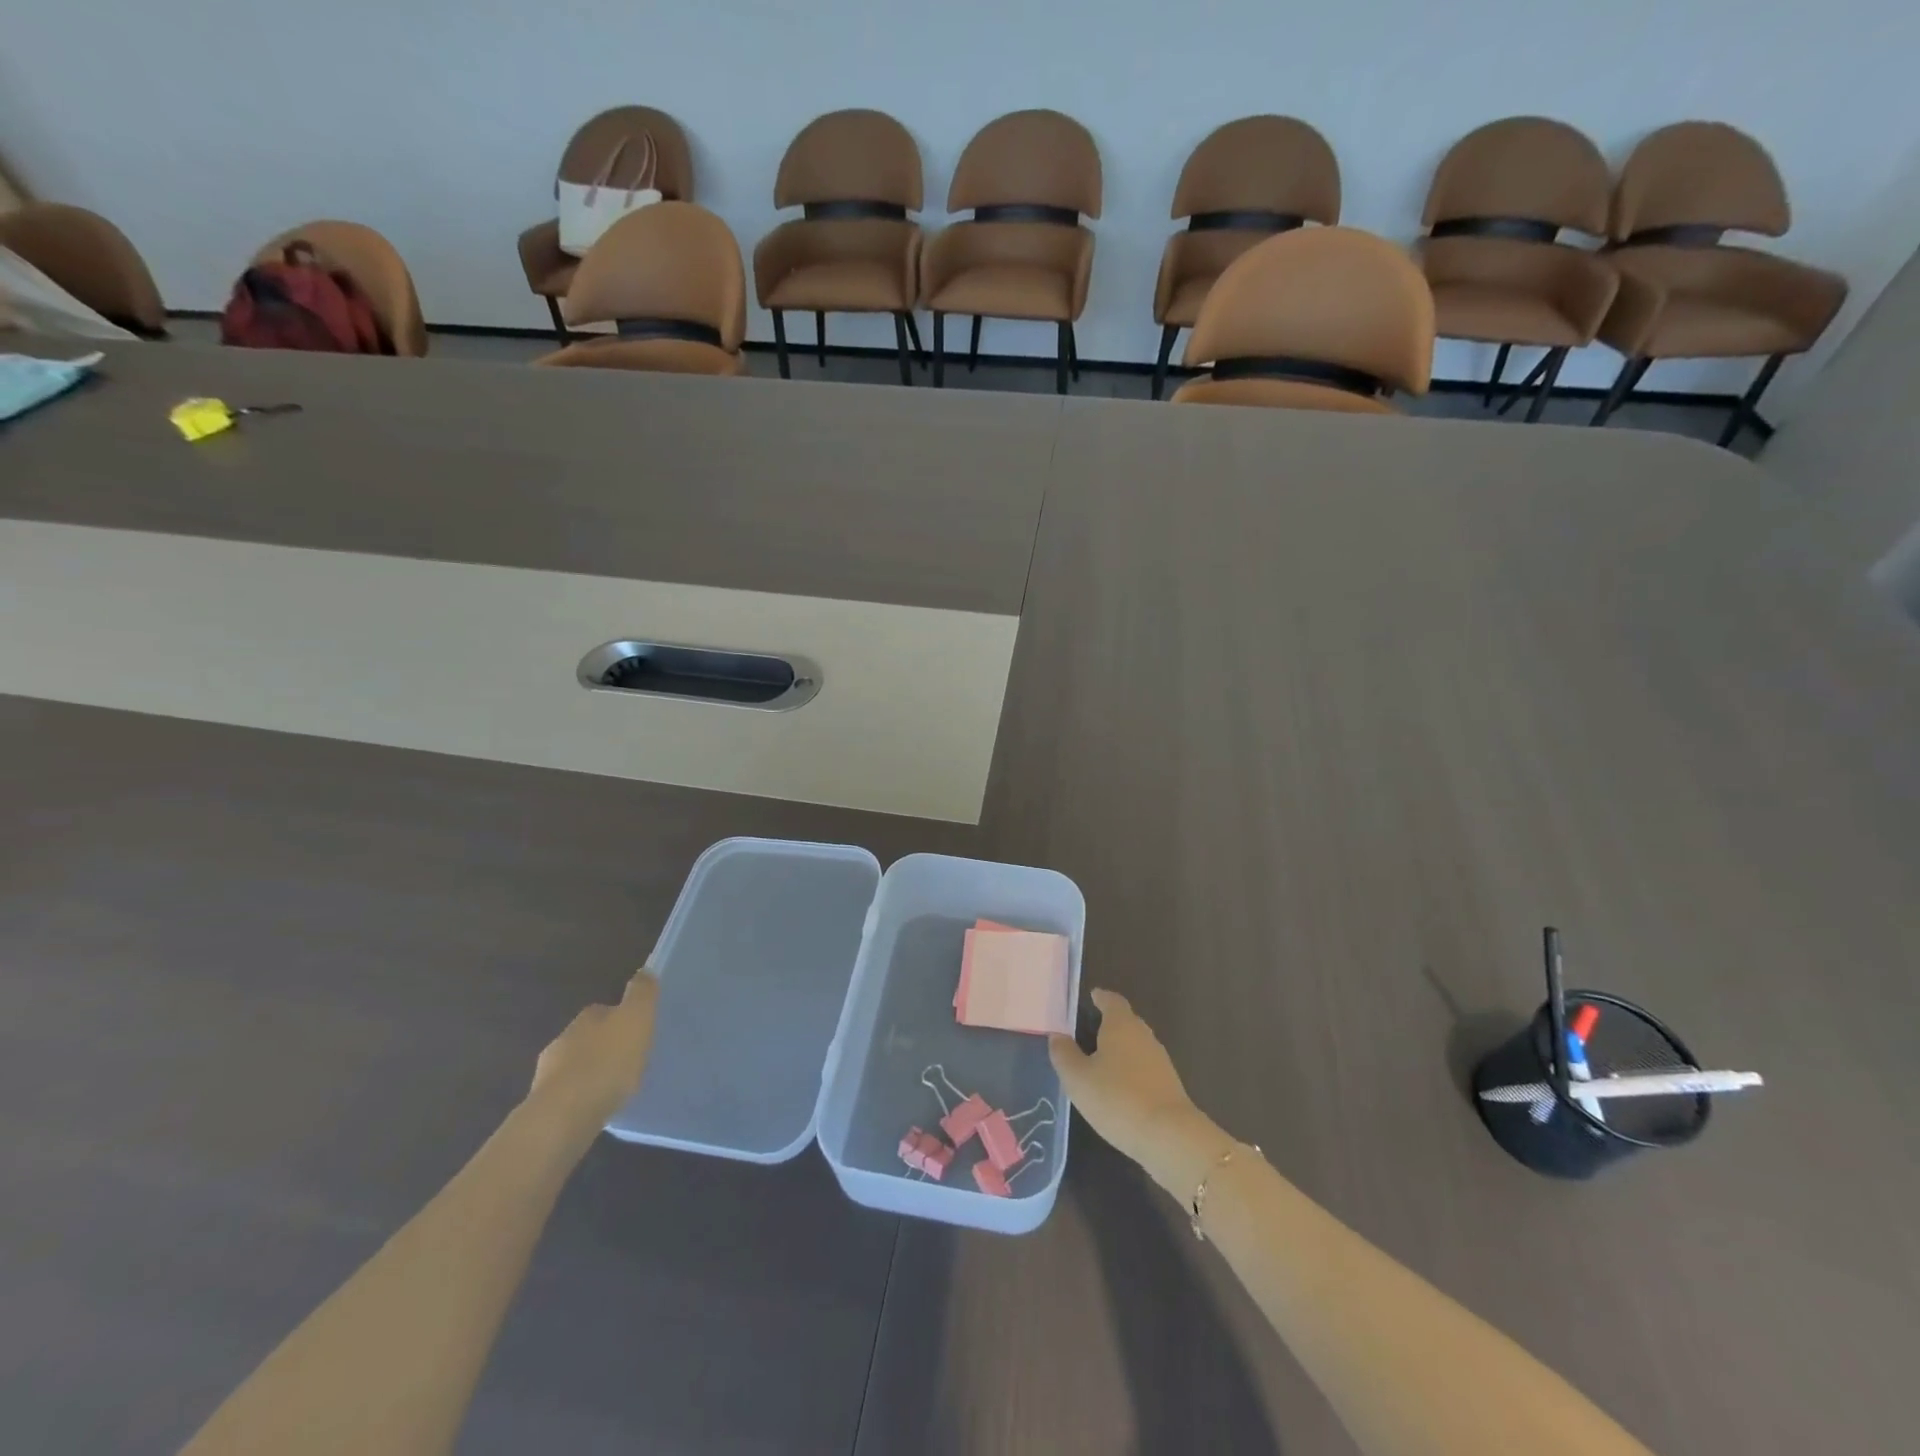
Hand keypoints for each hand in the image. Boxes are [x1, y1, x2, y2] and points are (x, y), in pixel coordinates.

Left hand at [527, 970, 658, 1135]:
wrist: (565, 1115)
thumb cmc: (607, 1061)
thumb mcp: (636, 1018)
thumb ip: (642, 993)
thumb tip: (644, 971)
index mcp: (586, 1017)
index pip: (604, 1010)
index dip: (621, 1019)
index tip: (637, 1032)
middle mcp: (563, 1040)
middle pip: (588, 1038)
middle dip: (604, 1046)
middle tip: (629, 1060)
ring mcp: (548, 1075)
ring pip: (575, 1067)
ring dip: (591, 1073)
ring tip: (614, 1087)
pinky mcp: (543, 1106)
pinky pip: (569, 1095)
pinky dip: (581, 1097)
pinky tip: (596, 1107)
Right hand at [1050, 989, 1229, 1199]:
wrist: (1169, 1137)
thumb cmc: (1117, 1098)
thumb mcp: (1078, 1078)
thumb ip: (1064, 1054)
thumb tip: (1057, 1036)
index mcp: (1121, 1025)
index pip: (1112, 1001)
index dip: (1101, 998)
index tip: (1091, 997)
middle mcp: (1143, 1035)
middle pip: (1126, 1021)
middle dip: (1109, 1024)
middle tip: (1087, 1032)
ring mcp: (1160, 1061)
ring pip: (1136, 1046)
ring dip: (1120, 1050)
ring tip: (1099, 1062)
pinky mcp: (1168, 1085)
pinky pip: (1144, 1068)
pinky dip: (1130, 1071)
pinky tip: (1118, 1088)